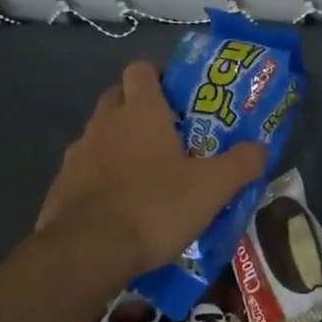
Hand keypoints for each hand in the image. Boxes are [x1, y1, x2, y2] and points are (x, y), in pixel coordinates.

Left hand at [37, 61, 266, 277]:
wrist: (87, 251)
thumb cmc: (154, 206)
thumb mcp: (212, 188)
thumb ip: (241, 164)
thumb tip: (261, 148)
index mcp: (140, 111)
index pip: (141, 69)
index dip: (158, 77)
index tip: (178, 97)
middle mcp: (104, 122)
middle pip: (117, 97)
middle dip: (138, 109)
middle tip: (167, 135)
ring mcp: (77, 153)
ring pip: (100, 134)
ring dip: (118, 144)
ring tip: (144, 174)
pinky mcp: (60, 185)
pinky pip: (84, 169)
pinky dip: (100, 177)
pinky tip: (118, 204)